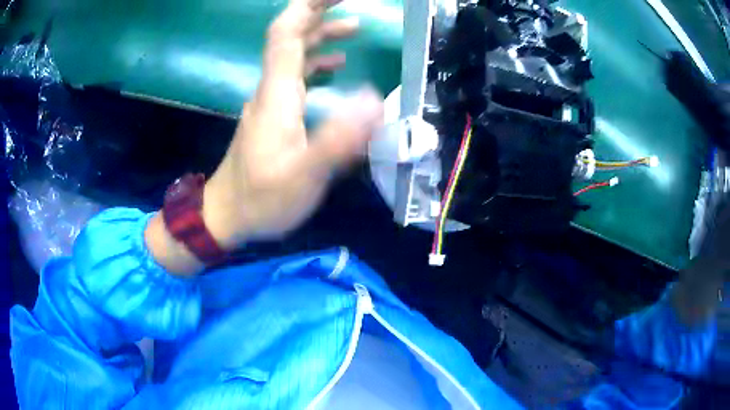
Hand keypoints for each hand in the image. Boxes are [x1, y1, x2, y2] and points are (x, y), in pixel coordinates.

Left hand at [146, 0, 383, 274]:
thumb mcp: (304, 176)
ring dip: (320, 35)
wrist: (225, 216)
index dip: (307, 7)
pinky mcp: (272, 115)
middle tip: (351, 2)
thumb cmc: (261, 199)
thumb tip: (375, 99)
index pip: (286, 34)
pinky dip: (316, 62)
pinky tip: (335, 66)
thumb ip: (338, 139)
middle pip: (289, 36)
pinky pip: (294, 76)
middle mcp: (271, 88)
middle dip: (317, 11)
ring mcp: (270, 101)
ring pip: (293, 54)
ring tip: (354, 27)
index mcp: (277, 93)